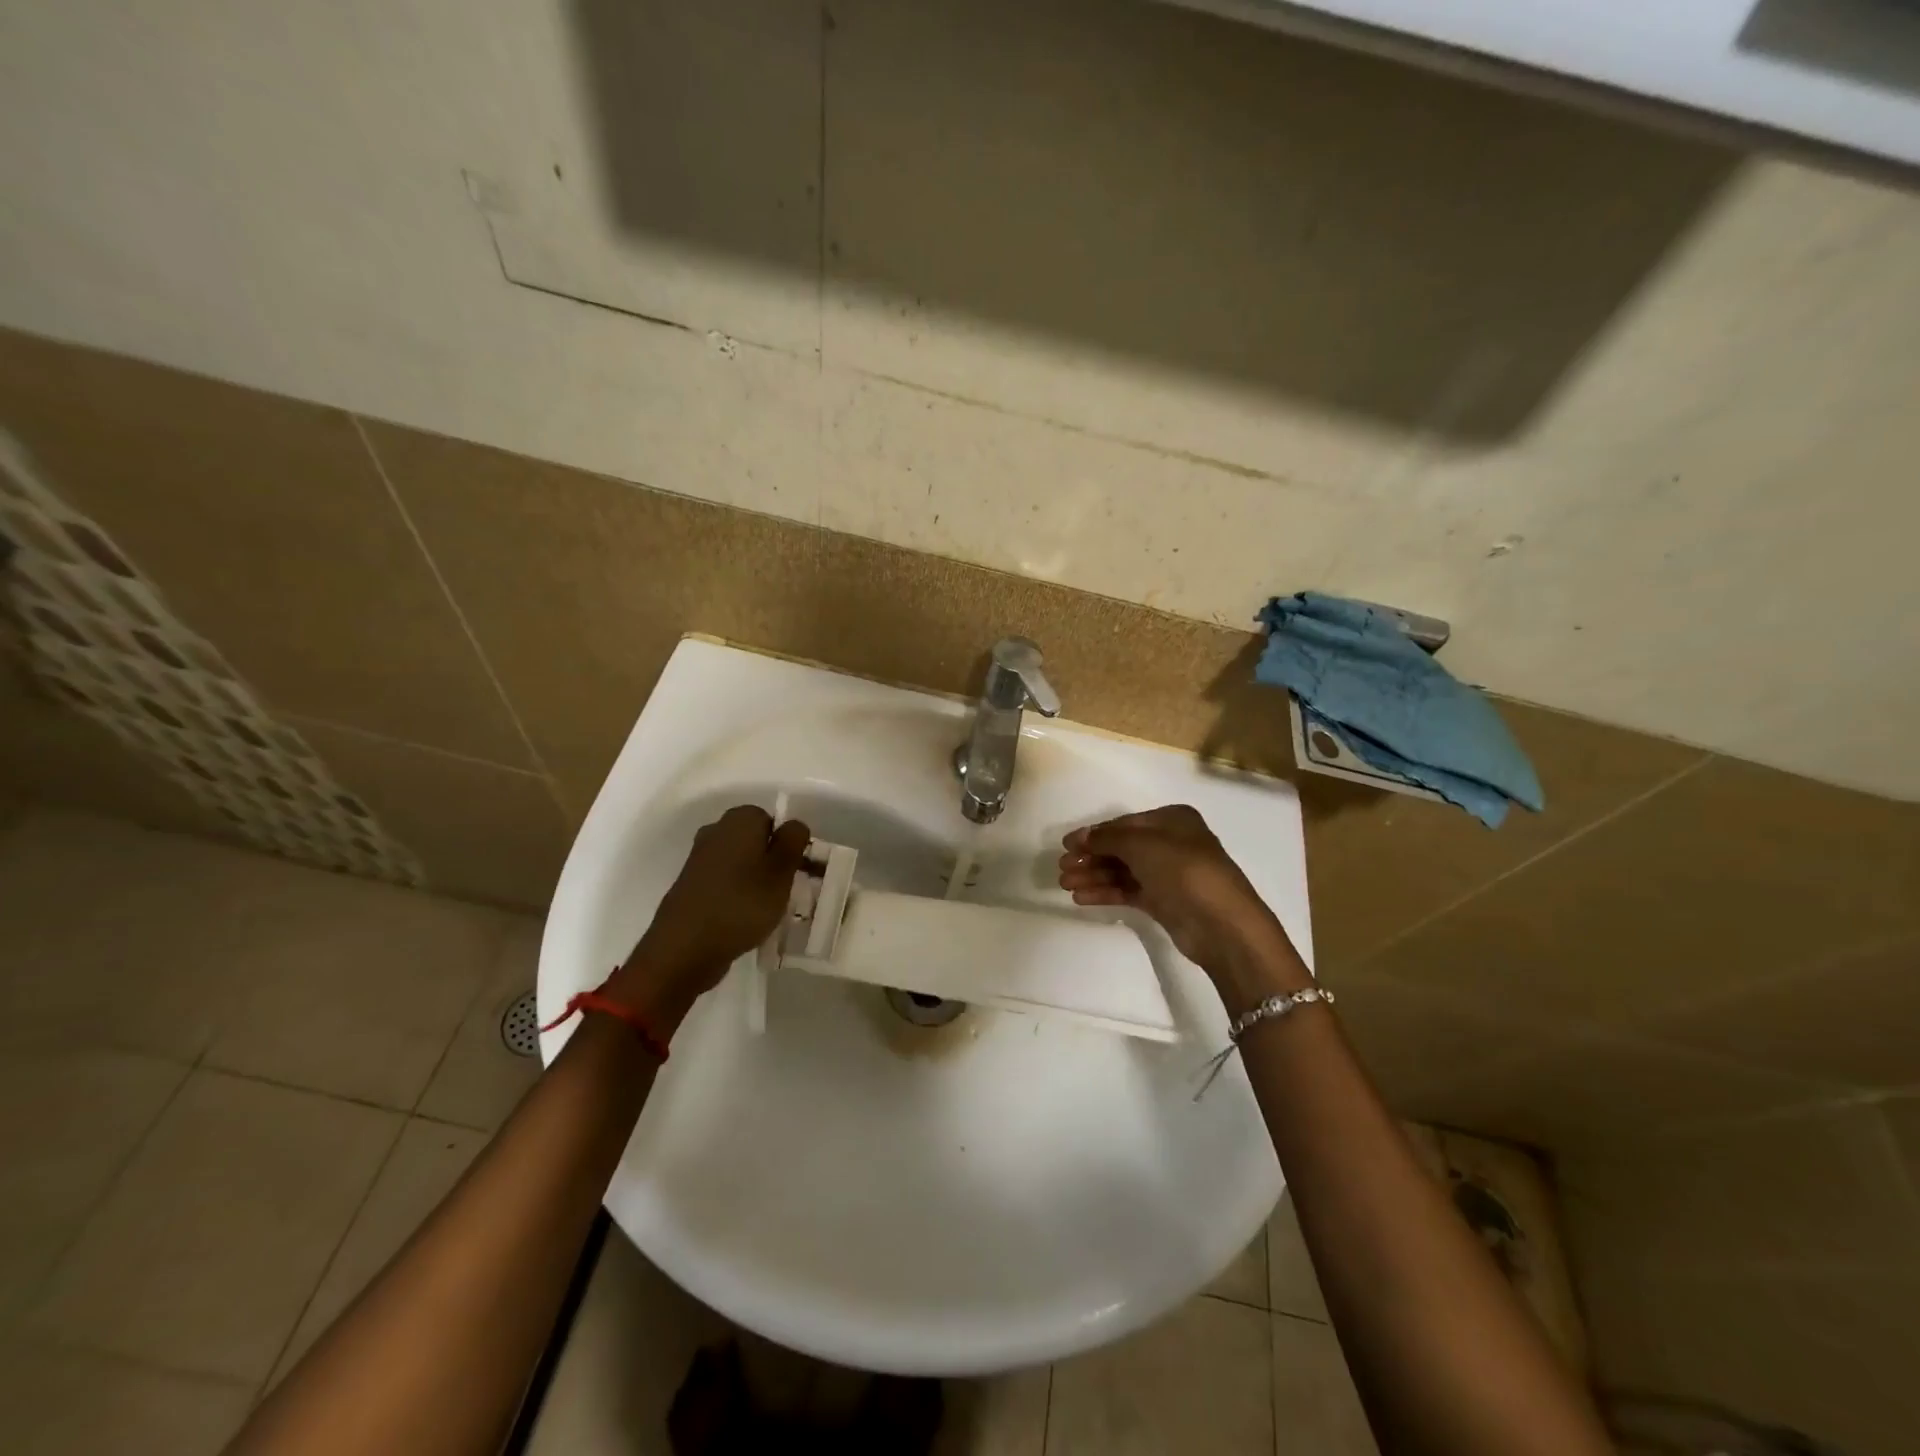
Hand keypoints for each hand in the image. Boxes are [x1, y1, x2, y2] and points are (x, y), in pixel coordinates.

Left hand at [611, 805, 810, 1028]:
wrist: (684, 948)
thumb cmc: (742, 904)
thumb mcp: (781, 871)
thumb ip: (793, 840)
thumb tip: (793, 825)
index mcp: (739, 820)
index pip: (773, 819)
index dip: (787, 844)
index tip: (796, 870)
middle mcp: (715, 831)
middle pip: (755, 839)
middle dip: (772, 861)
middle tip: (785, 889)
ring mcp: (699, 858)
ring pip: (740, 861)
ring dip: (755, 879)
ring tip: (766, 908)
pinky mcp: (690, 885)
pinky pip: (724, 881)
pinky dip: (736, 893)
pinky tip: (743, 917)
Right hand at [1058, 805, 1304, 989]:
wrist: (1221, 923)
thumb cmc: (1183, 870)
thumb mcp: (1141, 844)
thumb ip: (1108, 838)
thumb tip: (1082, 837)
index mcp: (1172, 820)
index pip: (1125, 823)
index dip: (1094, 833)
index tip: (1066, 845)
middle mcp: (1171, 844)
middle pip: (1122, 848)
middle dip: (1091, 857)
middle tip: (1062, 868)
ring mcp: (1168, 874)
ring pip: (1123, 871)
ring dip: (1094, 875)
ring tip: (1065, 884)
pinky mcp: (1165, 902)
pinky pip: (1129, 891)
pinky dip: (1106, 892)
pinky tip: (1081, 897)